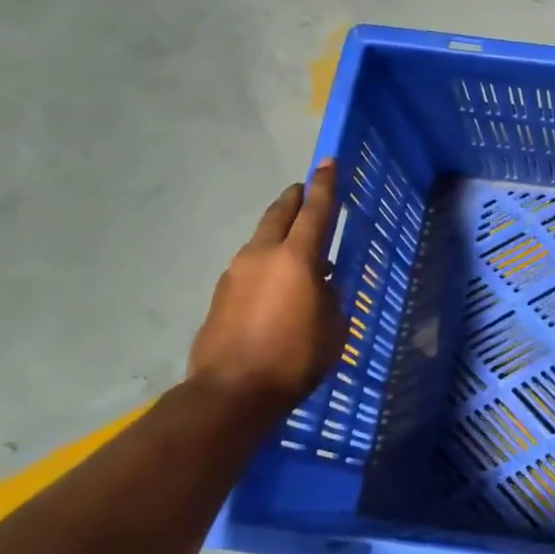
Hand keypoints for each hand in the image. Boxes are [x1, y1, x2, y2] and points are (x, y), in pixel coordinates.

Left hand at [189, 161, 343, 410]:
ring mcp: (236, 272)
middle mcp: (262, 255)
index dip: (326, 185)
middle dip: (295, 199)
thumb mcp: (333, 327)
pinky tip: (277, 286)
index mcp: (297, 259)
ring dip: (280, 235)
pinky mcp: (221, 293)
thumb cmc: (295, 358)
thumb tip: (320, 284)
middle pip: (279, 214)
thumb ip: (330, 296)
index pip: (316, 211)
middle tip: (306, 191)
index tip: (328, 161)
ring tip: (298, 250)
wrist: (232, 392)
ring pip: (262, 240)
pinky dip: (267, 263)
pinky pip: (250, 266)